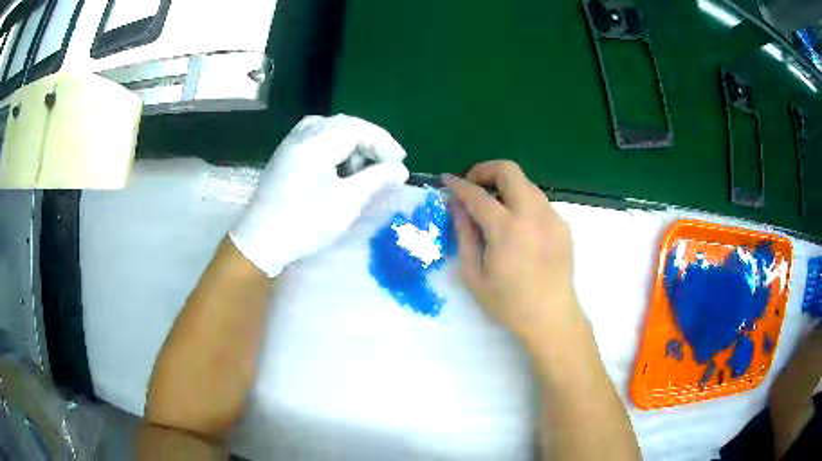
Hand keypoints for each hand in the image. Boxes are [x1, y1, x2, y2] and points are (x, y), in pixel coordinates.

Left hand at [230, 115, 408, 275]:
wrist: (260, 242)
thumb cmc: (305, 224)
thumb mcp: (346, 203)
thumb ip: (376, 180)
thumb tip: (400, 170)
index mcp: (316, 143)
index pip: (358, 128)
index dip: (383, 142)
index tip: (400, 163)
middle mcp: (302, 135)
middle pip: (344, 124)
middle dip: (369, 141)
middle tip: (386, 164)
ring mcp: (290, 143)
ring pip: (329, 128)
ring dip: (351, 142)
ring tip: (362, 166)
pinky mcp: (285, 154)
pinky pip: (314, 136)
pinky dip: (333, 145)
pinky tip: (338, 164)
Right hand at [443, 161, 582, 341]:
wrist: (551, 316)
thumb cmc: (508, 303)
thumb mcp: (474, 275)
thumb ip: (464, 235)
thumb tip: (457, 205)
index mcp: (507, 229)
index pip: (477, 194)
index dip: (458, 185)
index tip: (447, 181)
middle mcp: (533, 214)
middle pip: (508, 170)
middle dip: (485, 170)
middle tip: (473, 186)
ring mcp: (552, 217)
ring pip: (526, 184)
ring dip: (505, 187)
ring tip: (495, 209)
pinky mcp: (563, 224)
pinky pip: (538, 202)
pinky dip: (522, 203)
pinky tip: (518, 228)